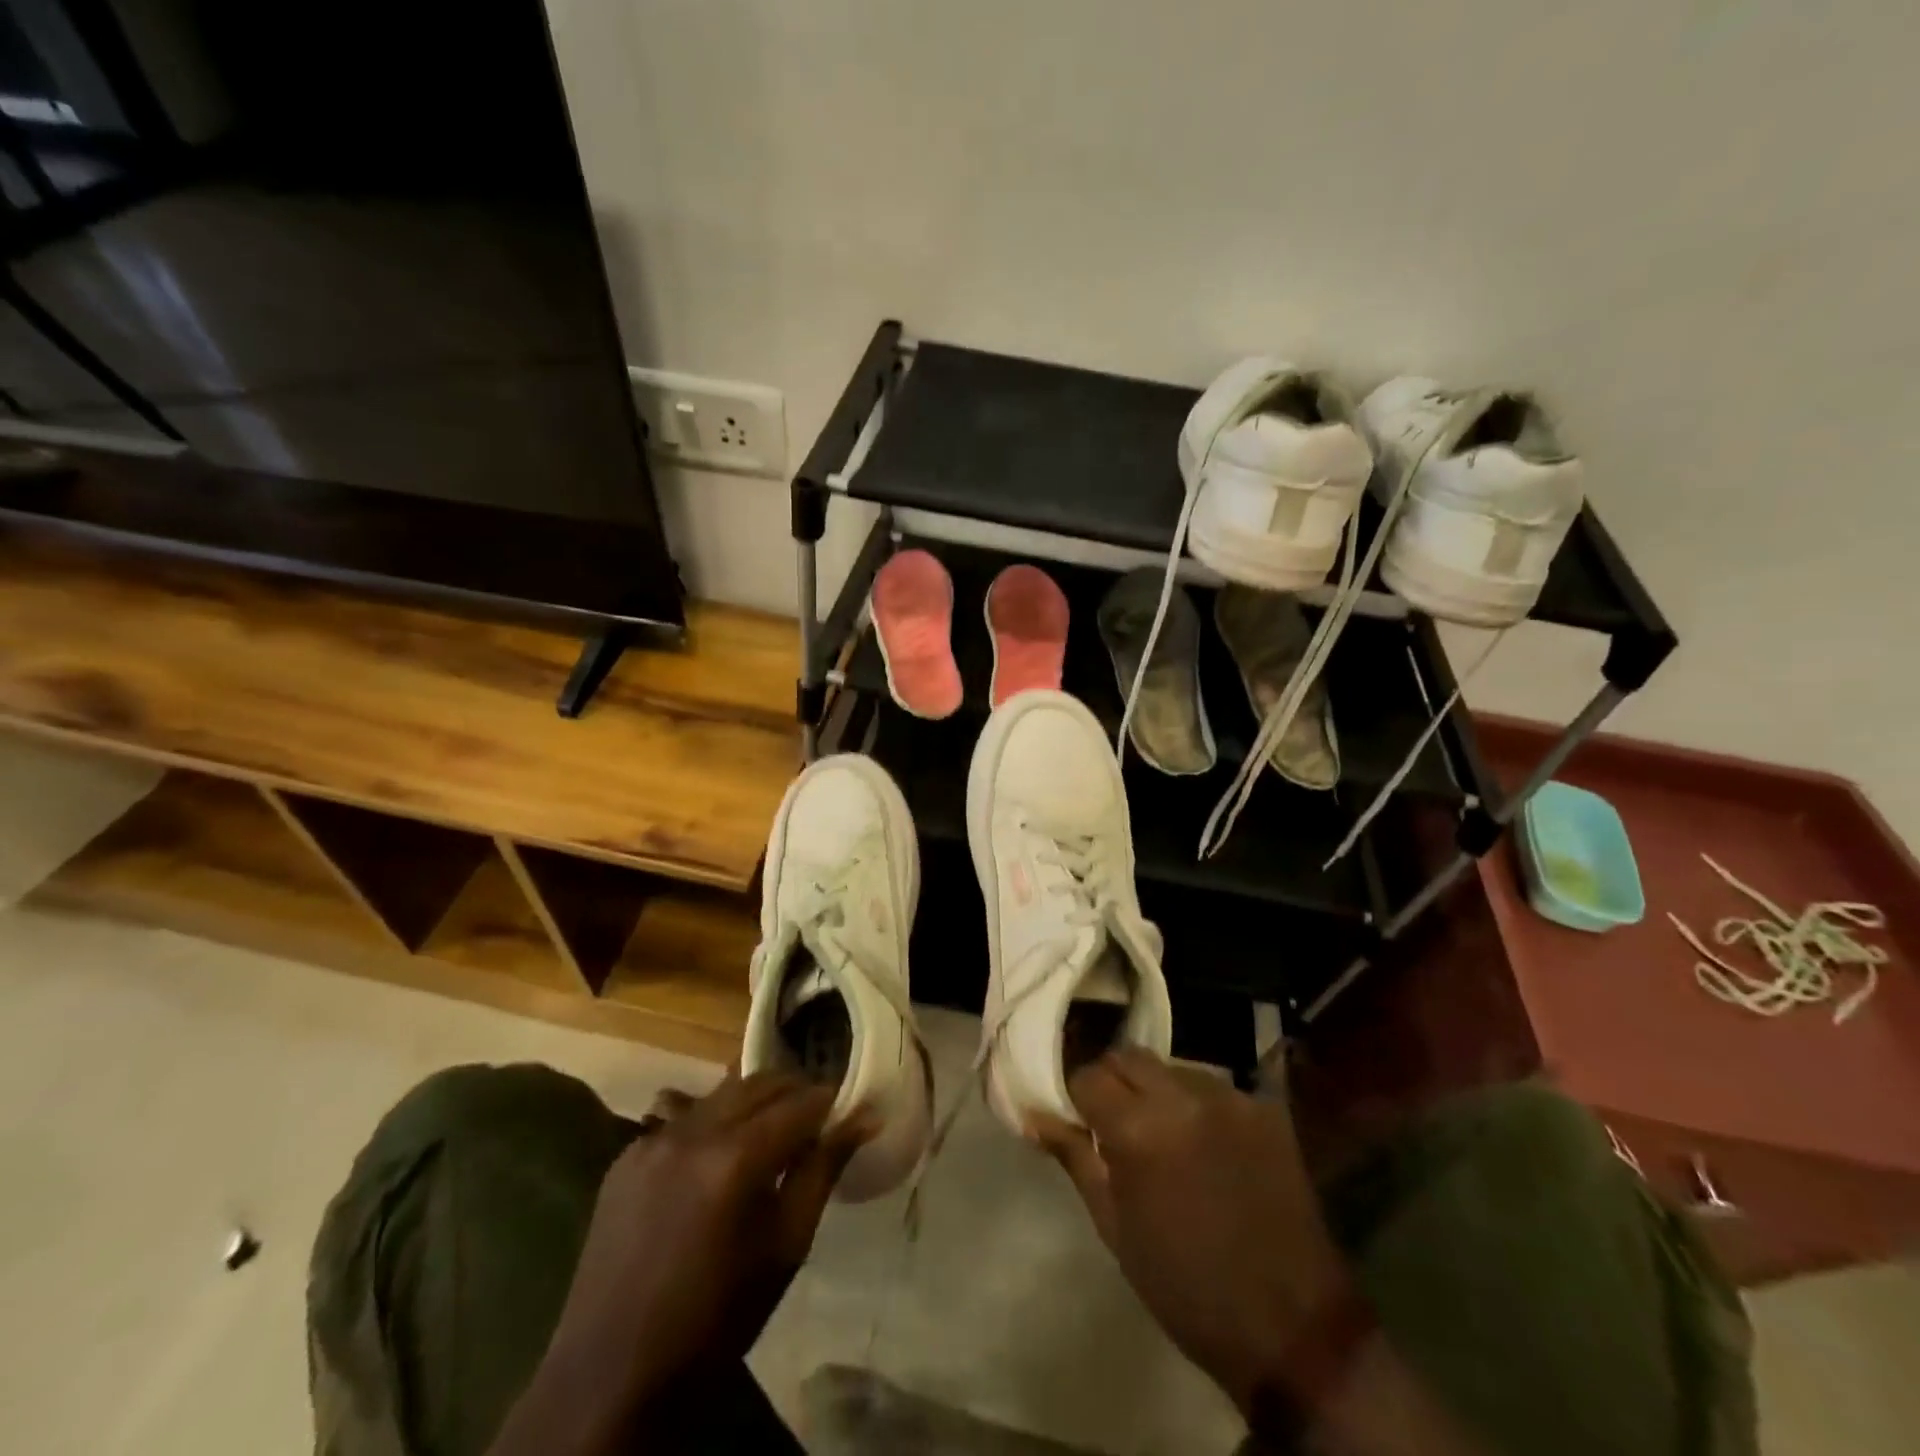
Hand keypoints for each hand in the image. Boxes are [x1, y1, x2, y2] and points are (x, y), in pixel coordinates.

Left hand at [504, 1072, 870, 1449]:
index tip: (846, 1112)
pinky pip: (684, 1117)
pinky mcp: (627, 1156)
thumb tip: (866, 1118)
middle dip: (794, 1092)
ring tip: (772, 1133)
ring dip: (755, 1102)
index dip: (830, 1102)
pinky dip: (715, 1122)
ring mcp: (653, 1139)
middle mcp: (693, 1132)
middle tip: (815, 1120)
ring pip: (722, 1093)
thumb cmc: (718, 1318)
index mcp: (736, 1158)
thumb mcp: (786, 1246)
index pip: (800, 1101)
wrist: (612, 1377)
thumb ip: (823, 1170)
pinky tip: (720, 1158)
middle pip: (760, 1083)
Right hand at [1030, 1048, 1346, 1412]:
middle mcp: (1181, 1096)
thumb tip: (1036, 1115)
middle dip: (1113, 1080)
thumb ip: (1075, 1158)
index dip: (1077, 1096)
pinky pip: (1213, 1087)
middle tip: (1115, 1120)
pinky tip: (1206, 1143)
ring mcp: (1228, 1097)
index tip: (1079, 1119)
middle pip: (1128, 1056)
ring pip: (1171, 1066)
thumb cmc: (1185, 1286)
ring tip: (1164, 1133)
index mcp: (1137, 1129)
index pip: (1087, 1076)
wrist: (1291, 1327)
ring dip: (1156, 1089)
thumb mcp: (1115, 1228)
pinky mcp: (1264, 1108)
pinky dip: (1197, 1105)